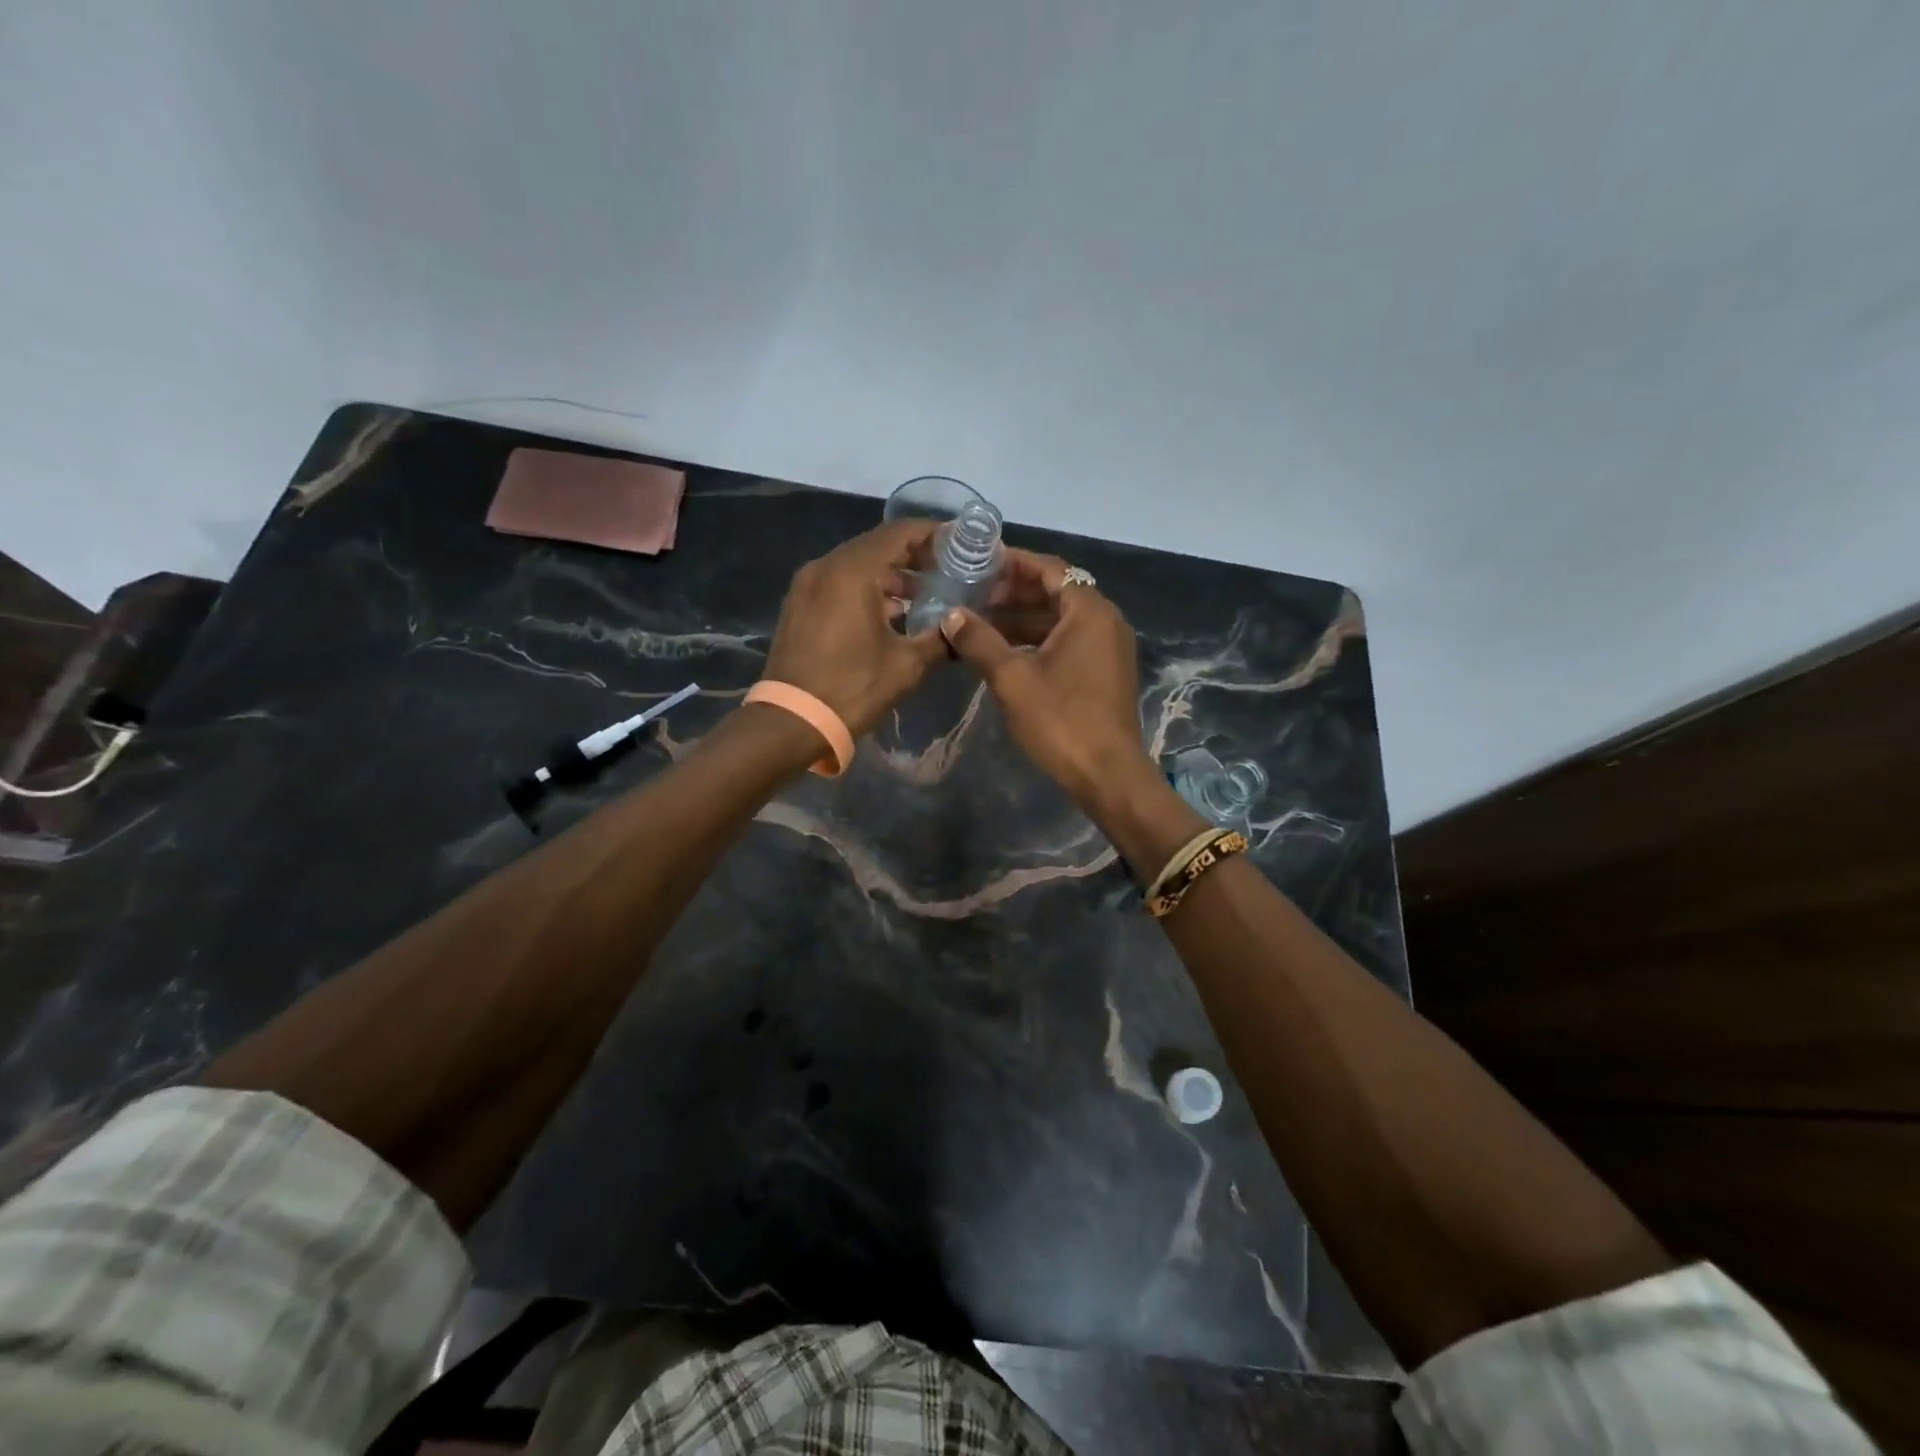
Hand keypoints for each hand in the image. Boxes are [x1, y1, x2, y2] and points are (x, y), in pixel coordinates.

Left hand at [760, 519, 949, 738]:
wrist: (791, 722)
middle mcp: (825, 567)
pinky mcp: (800, 605)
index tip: (962, 546)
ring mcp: (807, 585)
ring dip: (892, 576)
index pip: (899, 533)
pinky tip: (893, 614)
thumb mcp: (906, 666)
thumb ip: (940, 639)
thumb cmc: (851, 689)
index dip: (934, 535)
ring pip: (858, 565)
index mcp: (852, 571)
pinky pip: (840, 583)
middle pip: (878, 545)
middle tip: (949, 572)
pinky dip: (868, 589)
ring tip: (926, 596)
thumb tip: (963, 629)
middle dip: (915, 556)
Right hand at [941, 549, 1153, 805]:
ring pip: (1061, 619)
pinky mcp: (1105, 671)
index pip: (1049, 569)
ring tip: (981, 622)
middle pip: (1056, 591)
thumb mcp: (1013, 679)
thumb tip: (951, 615)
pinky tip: (1006, 651)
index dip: (1012, 563)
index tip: (978, 563)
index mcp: (1089, 611)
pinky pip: (1069, 641)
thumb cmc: (1061, 721)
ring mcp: (1108, 647)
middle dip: (1014, 592)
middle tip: (973, 595)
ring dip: (1023, 618)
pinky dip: (1038, 639)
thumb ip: (980, 641)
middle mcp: (1106, 620)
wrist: (1108, 774)